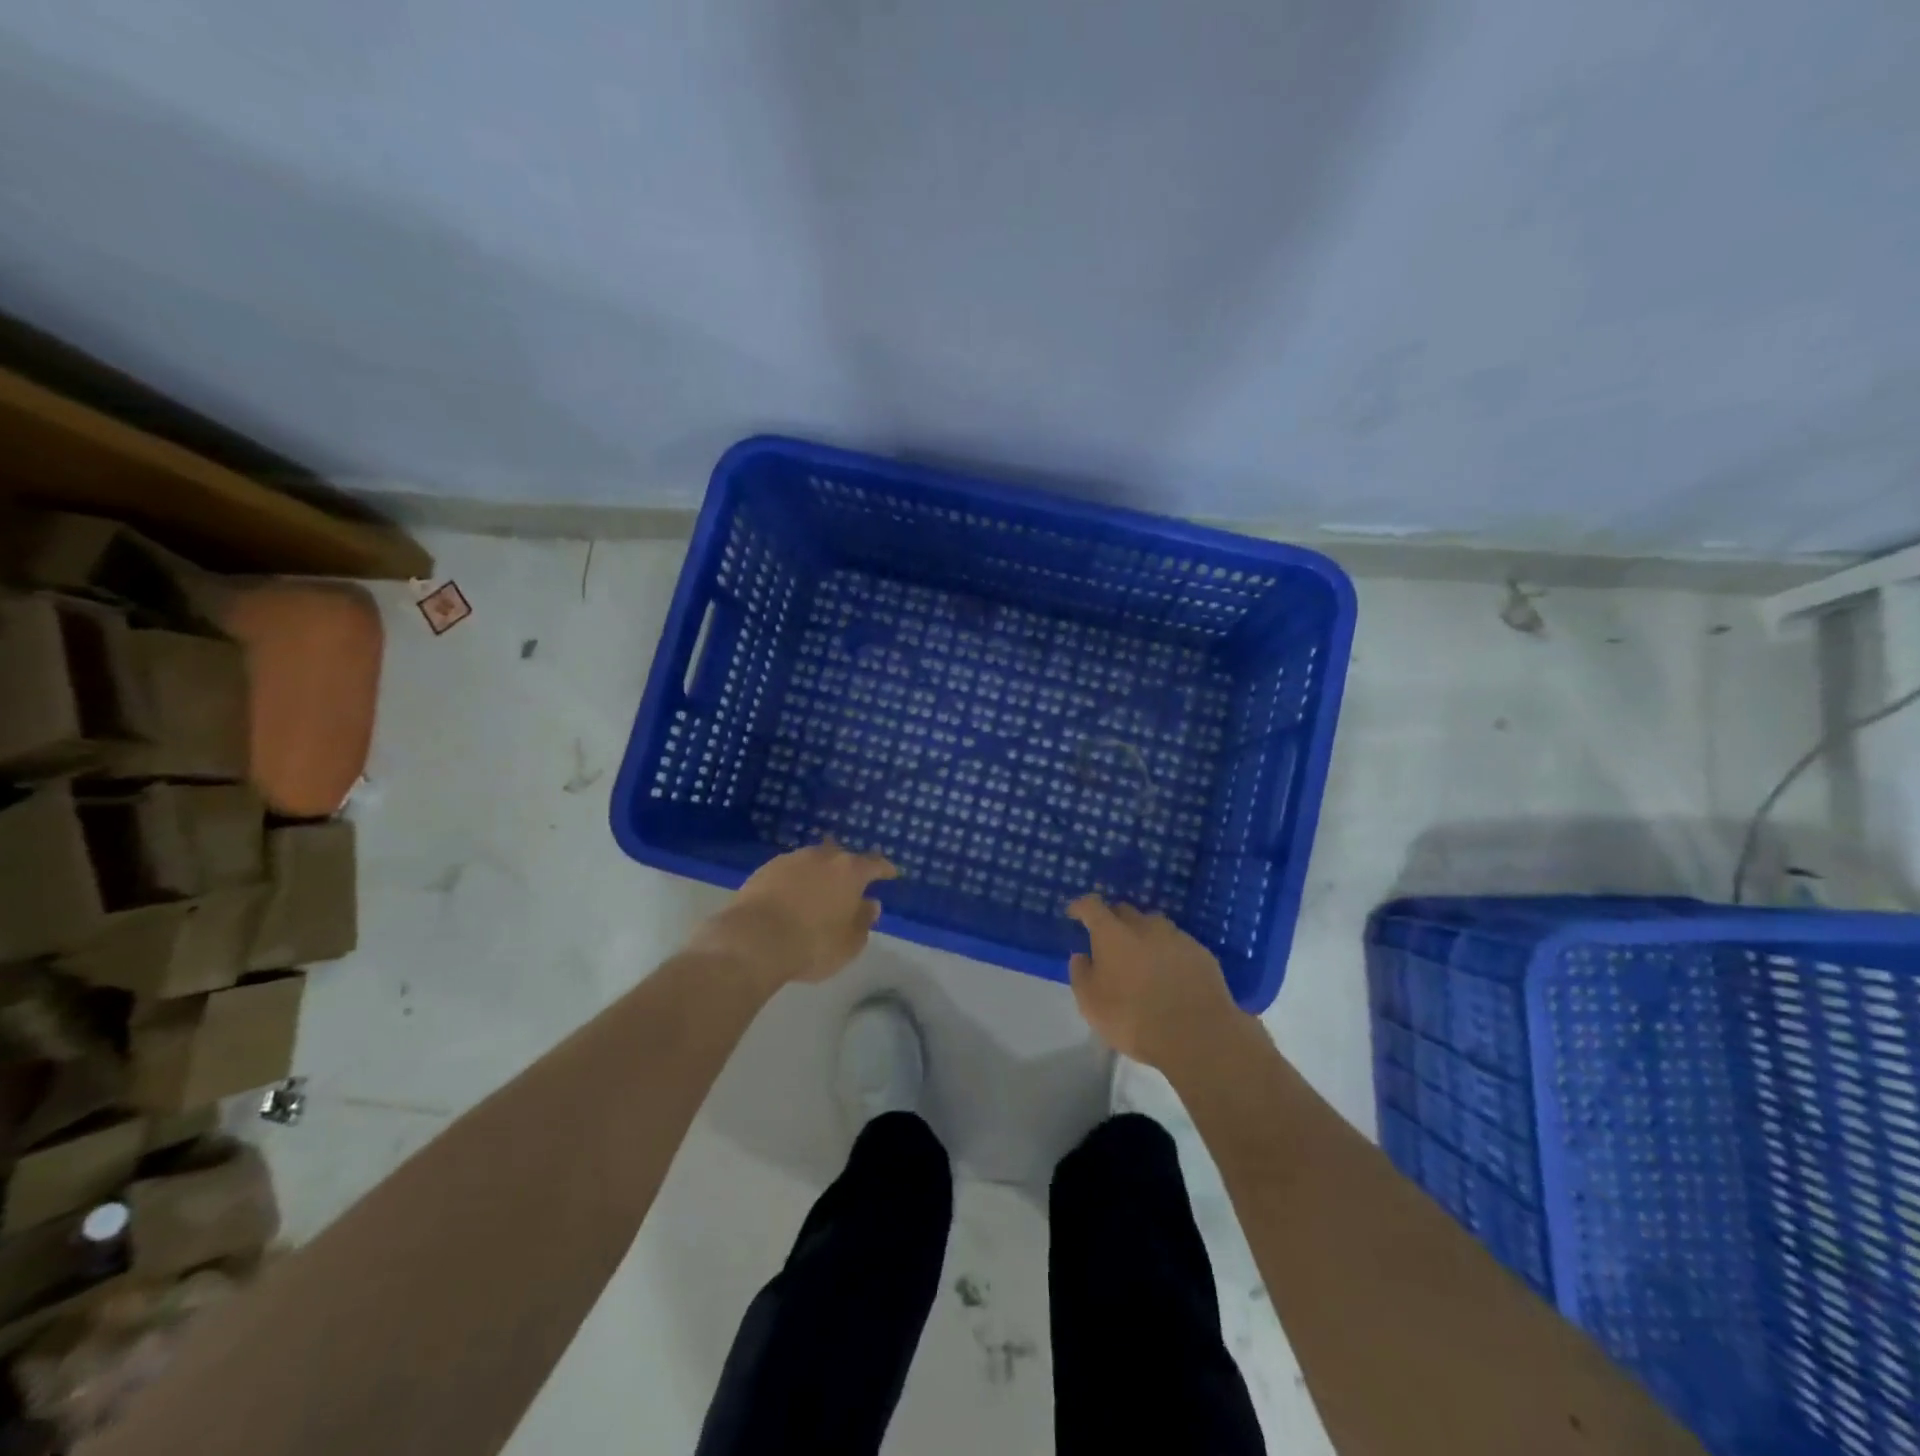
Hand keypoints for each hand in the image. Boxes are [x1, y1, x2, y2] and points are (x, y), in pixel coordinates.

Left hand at [690, 842, 897, 989]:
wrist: (753, 941)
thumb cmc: (812, 944)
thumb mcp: (850, 943)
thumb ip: (864, 921)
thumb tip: (870, 904)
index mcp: (850, 871)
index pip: (875, 864)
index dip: (885, 868)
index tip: (891, 873)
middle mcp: (822, 857)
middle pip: (841, 856)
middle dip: (847, 868)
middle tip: (849, 884)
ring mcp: (791, 860)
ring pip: (812, 861)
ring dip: (818, 873)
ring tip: (817, 890)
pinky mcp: (764, 870)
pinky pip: (788, 871)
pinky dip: (794, 881)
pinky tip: (790, 896)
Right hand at [1066, 896, 1245, 1072]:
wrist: (1197, 1036)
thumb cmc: (1134, 1019)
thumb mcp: (1091, 1004)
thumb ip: (1081, 974)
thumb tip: (1082, 956)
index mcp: (1113, 934)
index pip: (1092, 906)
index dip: (1081, 906)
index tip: (1075, 913)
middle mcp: (1145, 926)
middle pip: (1124, 911)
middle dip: (1113, 920)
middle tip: (1109, 942)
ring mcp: (1176, 937)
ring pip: (1154, 925)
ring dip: (1143, 935)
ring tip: (1142, 959)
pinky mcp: (1201, 953)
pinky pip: (1178, 944)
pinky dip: (1168, 952)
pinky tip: (1170, 974)